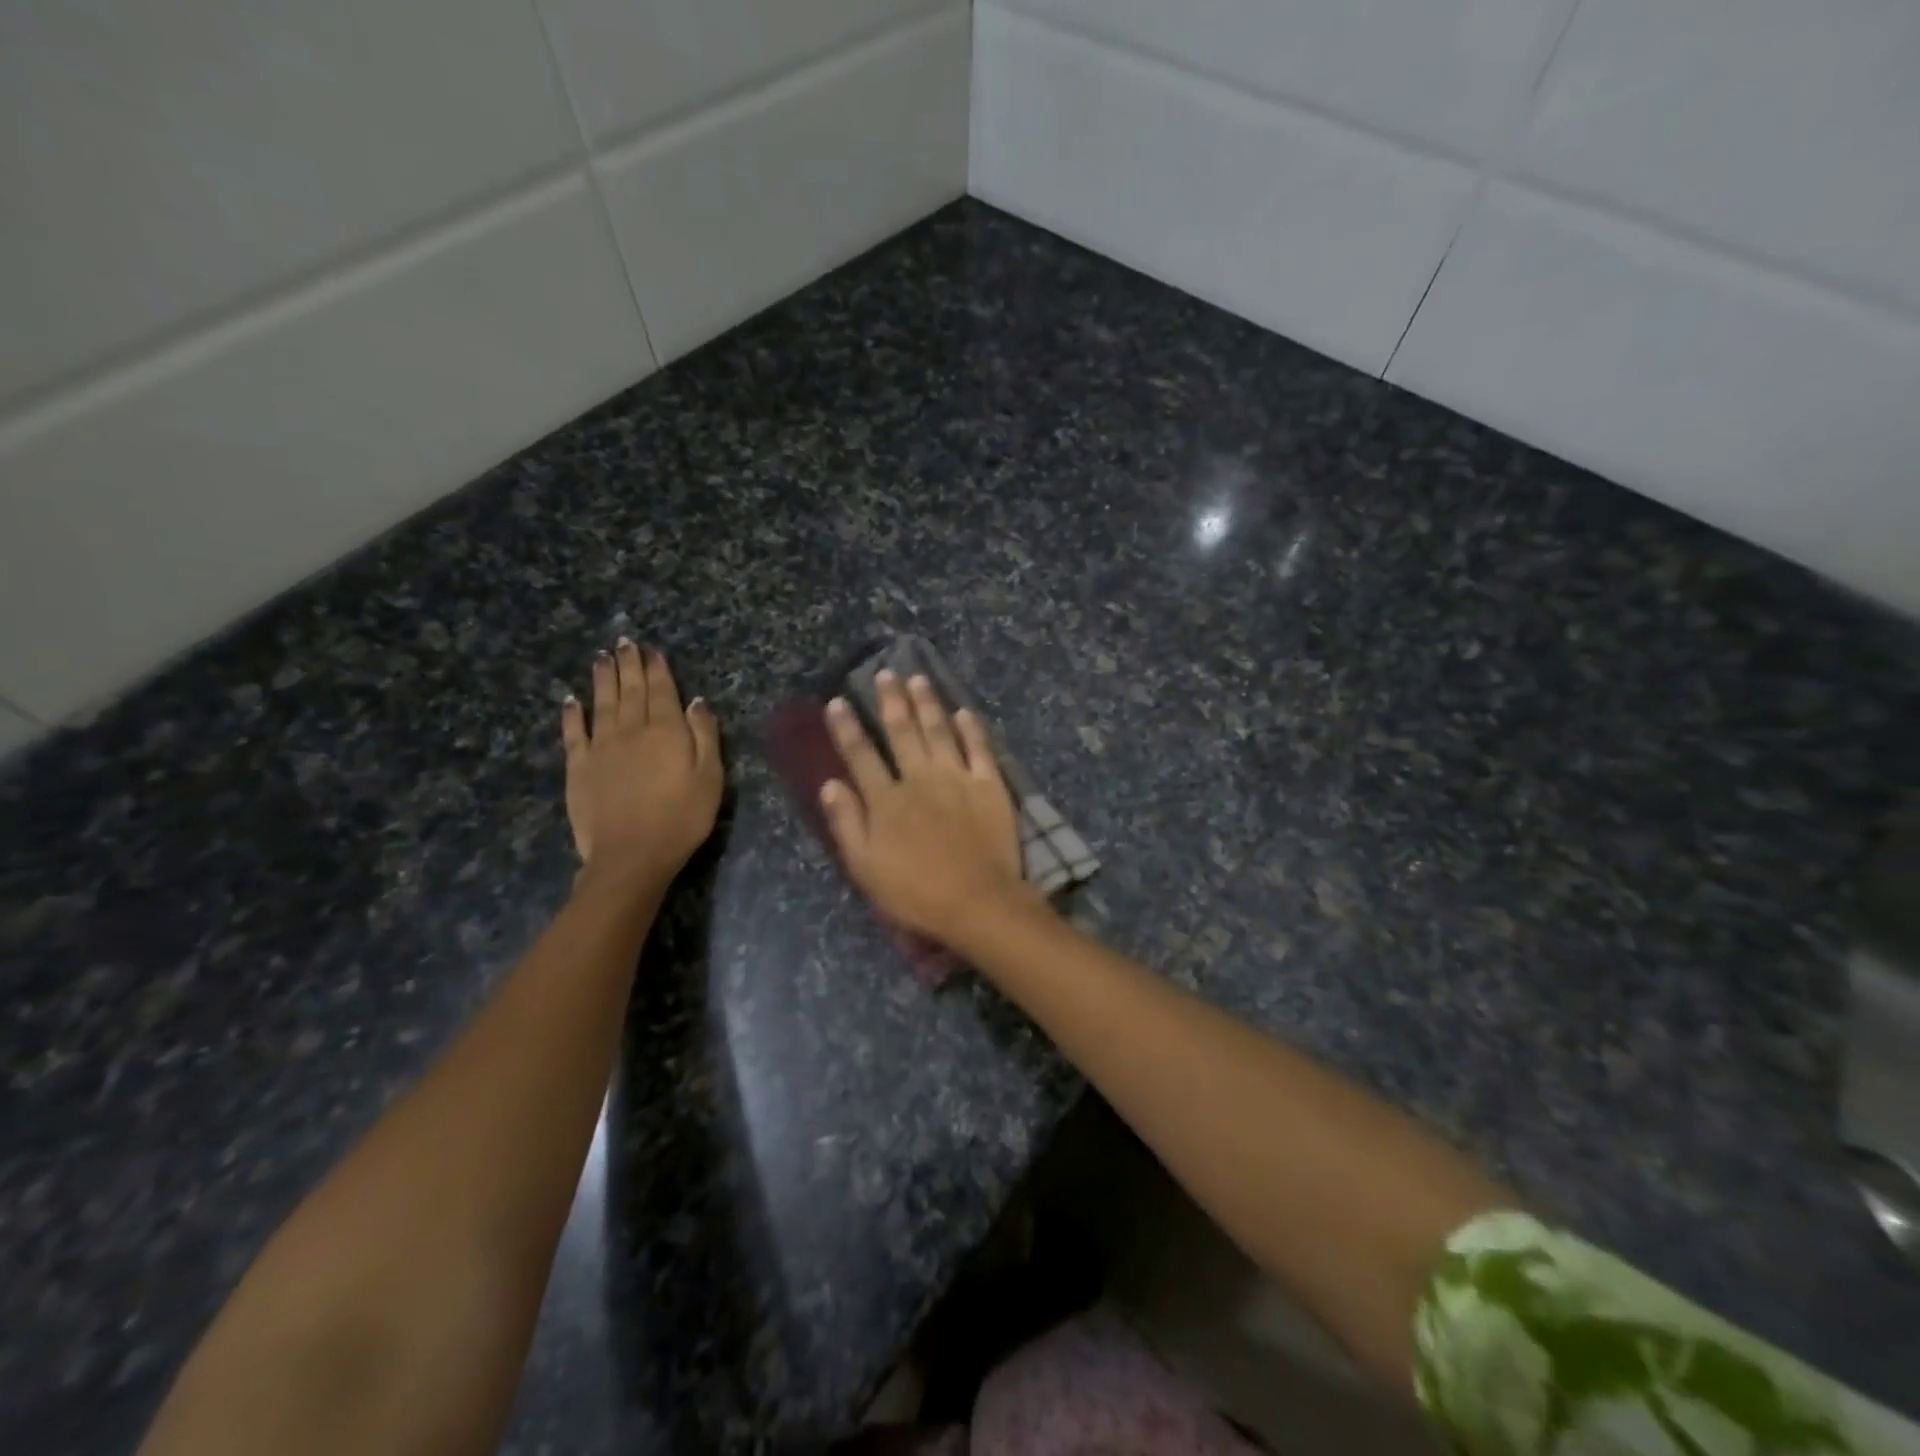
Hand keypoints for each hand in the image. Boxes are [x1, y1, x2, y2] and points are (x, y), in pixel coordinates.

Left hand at [561, 640, 722, 884]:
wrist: (631, 855)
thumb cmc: (682, 818)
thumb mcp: (710, 777)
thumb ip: (704, 735)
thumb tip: (697, 701)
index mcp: (667, 731)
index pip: (663, 691)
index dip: (658, 669)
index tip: (653, 650)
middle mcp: (632, 729)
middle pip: (630, 690)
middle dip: (629, 664)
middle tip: (624, 642)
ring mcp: (601, 747)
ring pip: (602, 703)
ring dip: (602, 678)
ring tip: (602, 657)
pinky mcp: (578, 767)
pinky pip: (574, 732)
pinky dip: (572, 713)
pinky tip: (571, 700)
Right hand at [819, 671, 1034, 943]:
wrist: (978, 902)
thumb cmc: (916, 892)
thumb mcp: (866, 867)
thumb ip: (846, 823)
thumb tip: (830, 784)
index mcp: (886, 800)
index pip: (861, 755)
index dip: (847, 728)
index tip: (838, 702)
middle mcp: (919, 779)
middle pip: (902, 732)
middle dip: (891, 701)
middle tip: (886, 673)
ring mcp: (957, 778)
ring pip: (939, 731)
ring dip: (927, 703)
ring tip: (918, 678)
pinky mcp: (989, 785)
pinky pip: (979, 748)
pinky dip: (971, 728)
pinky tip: (964, 711)